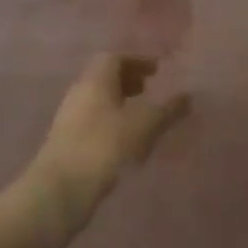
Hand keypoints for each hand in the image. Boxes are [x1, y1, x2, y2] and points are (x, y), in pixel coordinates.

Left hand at [26, 54, 188, 227]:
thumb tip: (187, 97)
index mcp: (95, 80)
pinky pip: (94, 121)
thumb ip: (167, 110)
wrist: (60, 190)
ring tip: (142, 116)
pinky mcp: (67, 143)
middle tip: (149, 89)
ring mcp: (70, 119)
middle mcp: (79, 93)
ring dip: (120, 103)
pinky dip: (112, 122)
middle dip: (128, 80)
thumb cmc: (104, 146)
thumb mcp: (144, 126)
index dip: (137, 61)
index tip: (157, 70)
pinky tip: (127, 142)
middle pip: (104, 77)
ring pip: (98, 100)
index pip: (114, 58)